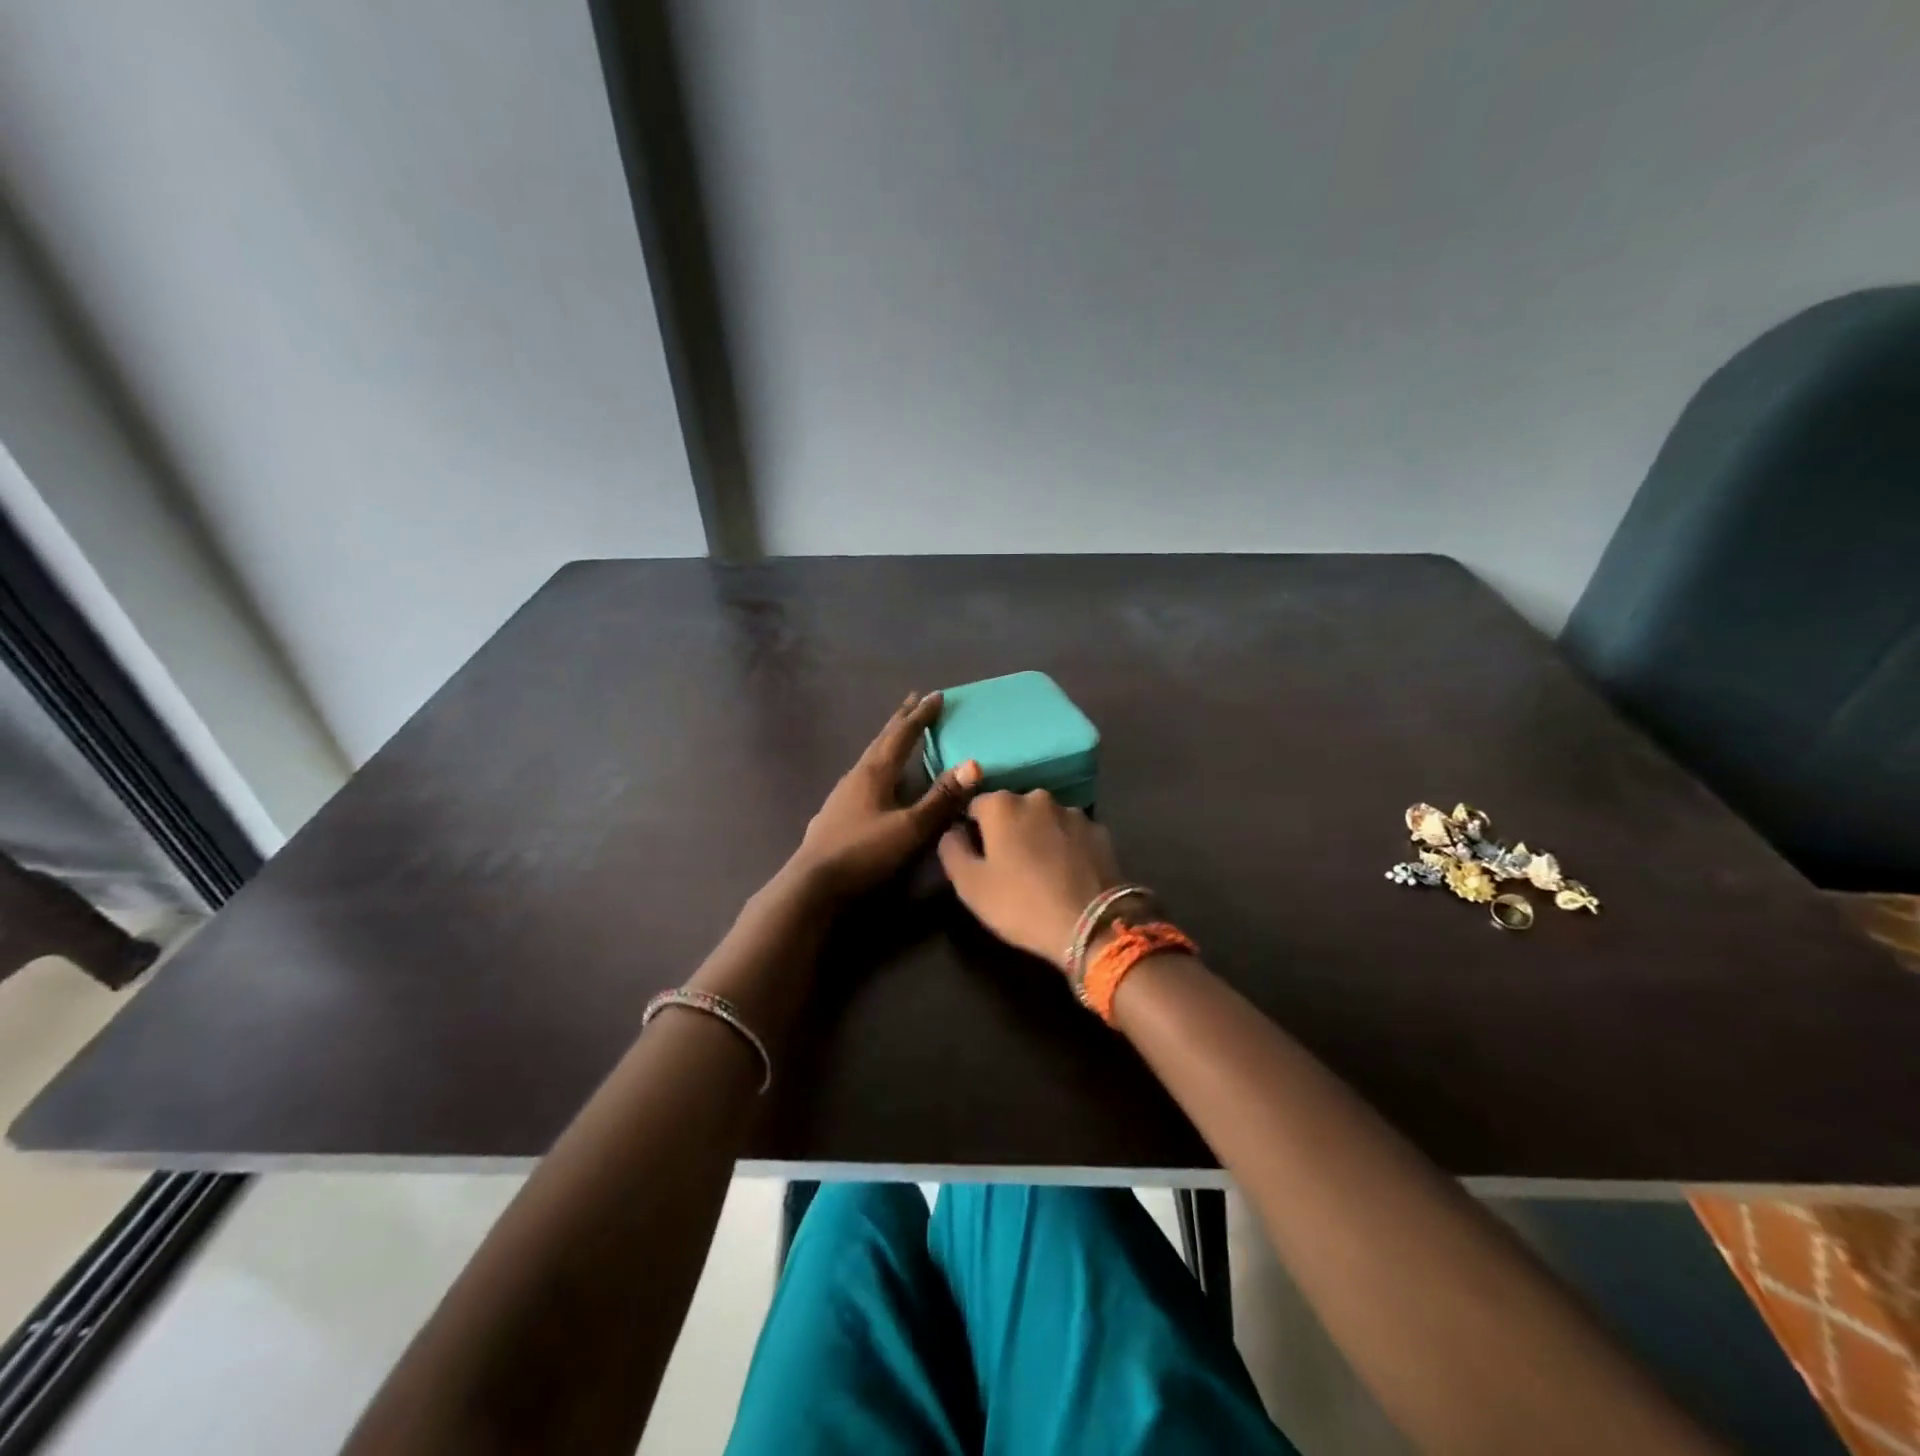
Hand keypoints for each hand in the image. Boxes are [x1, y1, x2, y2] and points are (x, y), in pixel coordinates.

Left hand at [791, 692, 981, 899]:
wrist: (812, 884)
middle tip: (915, 701)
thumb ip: (941, 798)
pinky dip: (879, 765)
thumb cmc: (864, 852)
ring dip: (888, 742)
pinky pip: (864, 776)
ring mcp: (842, 794)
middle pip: (882, 740)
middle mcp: (857, 775)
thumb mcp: (910, 828)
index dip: (921, 716)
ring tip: (900, 736)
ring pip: (871, 757)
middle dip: (901, 720)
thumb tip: (973, 764)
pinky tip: (878, 780)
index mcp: (875, 772)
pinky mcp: (836, 812)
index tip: (937, 695)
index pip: (902, 735)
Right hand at [938, 790, 1123, 970]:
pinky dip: (1066, 846)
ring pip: (1045, 820)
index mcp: (1001, 805)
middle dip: (1008, 830)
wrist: (1092, 925)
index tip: (979, 857)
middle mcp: (1038, 797)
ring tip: (1042, 872)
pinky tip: (1068, 874)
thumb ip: (952, 849)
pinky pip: (1072, 833)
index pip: (976, 806)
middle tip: (1010, 867)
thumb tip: (953, 831)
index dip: (973, 830)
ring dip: (1039, 836)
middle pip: (1013, 809)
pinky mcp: (1100, 830)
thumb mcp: (969, 885)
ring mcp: (1073, 812)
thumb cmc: (1021, 904)